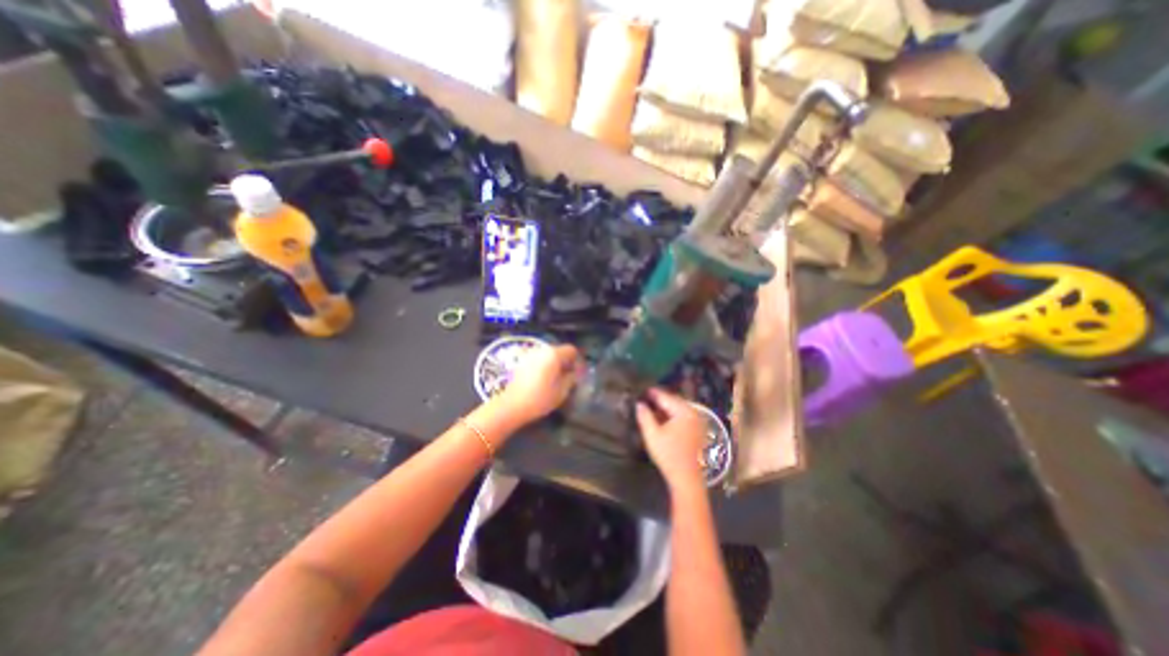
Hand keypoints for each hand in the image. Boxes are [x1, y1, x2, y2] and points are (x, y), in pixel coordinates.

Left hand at [494, 343, 581, 424]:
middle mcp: (541, 350)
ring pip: (548, 356)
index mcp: (554, 354)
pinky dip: (544, 367)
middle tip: (570, 377)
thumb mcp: (562, 391)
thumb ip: (571, 378)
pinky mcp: (521, 362)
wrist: (512, 406)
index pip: (571, 350)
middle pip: (559, 351)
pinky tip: (544, 381)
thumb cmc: (540, 398)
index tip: (579, 374)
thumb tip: (573, 373)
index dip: (577, 361)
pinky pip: (538, 360)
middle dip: (566, 362)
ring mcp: (530, 355)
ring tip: (557, 380)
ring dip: (555, 364)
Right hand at [637, 388, 705, 490]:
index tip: (642, 390)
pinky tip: (663, 421)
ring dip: (666, 409)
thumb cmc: (669, 456)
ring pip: (679, 410)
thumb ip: (645, 416)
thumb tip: (639, 404)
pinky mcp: (698, 432)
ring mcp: (698, 422)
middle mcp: (694, 413)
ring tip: (652, 410)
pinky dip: (673, 416)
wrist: (687, 479)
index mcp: (684, 411)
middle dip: (660, 400)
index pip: (666, 397)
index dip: (652, 393)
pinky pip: (683, 417)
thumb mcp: (652, 435)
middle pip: (674, 401)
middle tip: (646, 399)